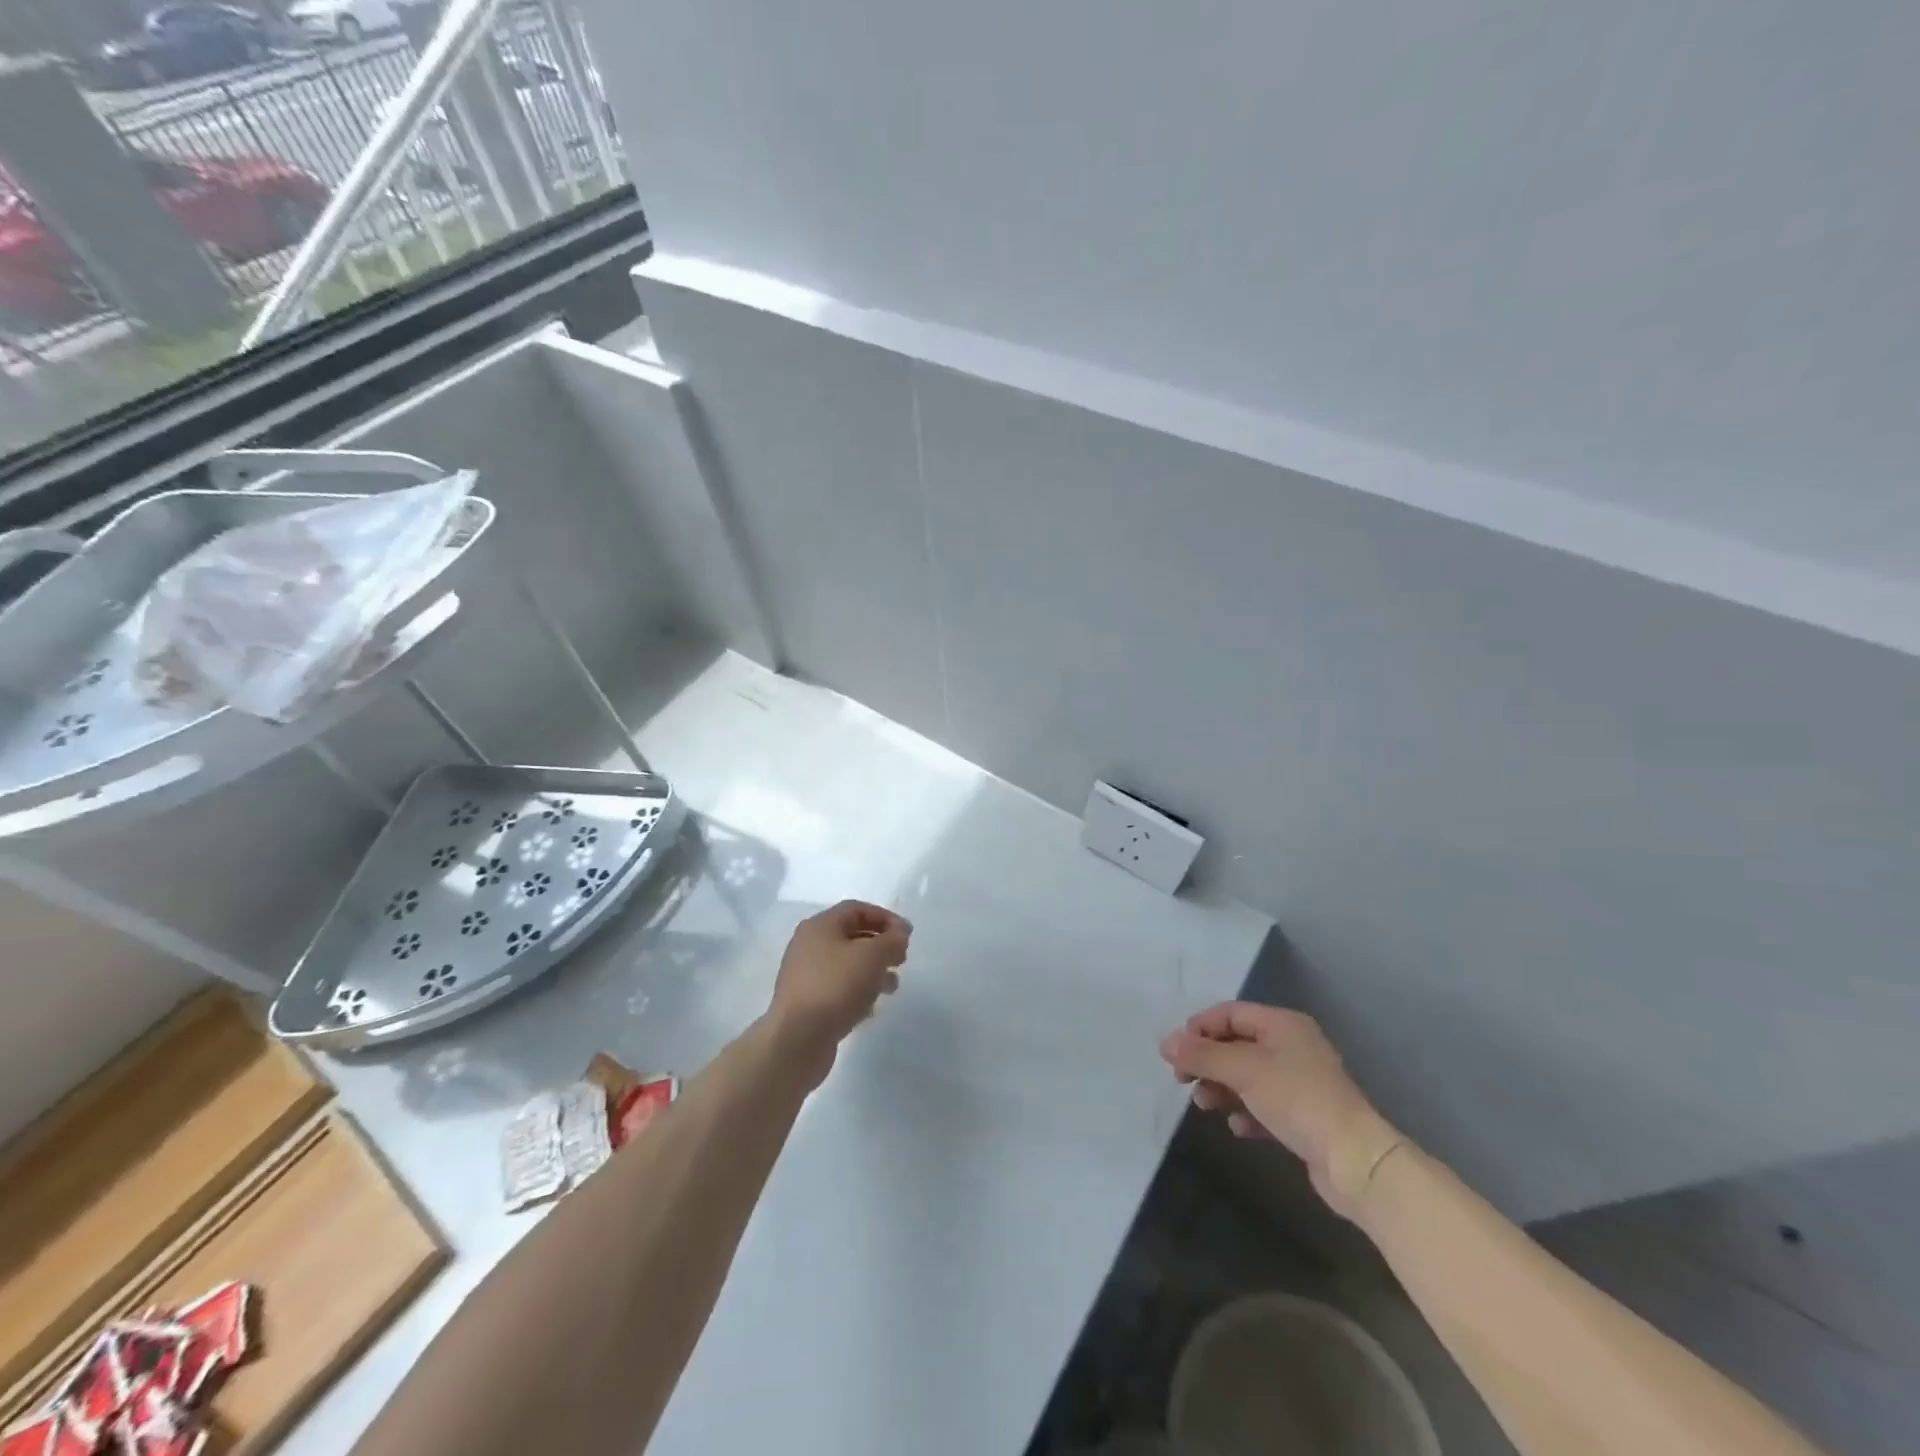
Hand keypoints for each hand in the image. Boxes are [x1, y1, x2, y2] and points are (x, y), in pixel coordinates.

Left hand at [765, 901, 911, 1078]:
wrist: (797, 1039)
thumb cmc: (836, 987)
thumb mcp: (872, 956)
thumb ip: (892, 940)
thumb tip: (899, 934)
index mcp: (820, 926)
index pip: (857, 909)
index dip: (886, 918)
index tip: (908, 935)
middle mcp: (808, 945)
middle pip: (852, 936)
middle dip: (881, 945)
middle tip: (901, 960)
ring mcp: (805, 975)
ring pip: (846, 964)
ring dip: (873, 971)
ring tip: (891, 987)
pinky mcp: (807, 1002)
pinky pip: (838, 988)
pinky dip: (858, 992)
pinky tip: (871, 1008)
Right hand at [1160, 1003, 1401, 1218]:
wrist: (1355, 1161)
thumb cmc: (1296, 1099)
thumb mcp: (1242, 1070)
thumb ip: (1201, 1055)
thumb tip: (1165, 1042)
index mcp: (1282, 1024)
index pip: (1229, 1013)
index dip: (1199, 1028)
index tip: (1176, 1053)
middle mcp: (1292, 1046)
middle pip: (1236, 1044)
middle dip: (1208, 1061)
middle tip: (1183, 1080)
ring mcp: (1300, 1082)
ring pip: (1248, 1076)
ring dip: (1222, 1087)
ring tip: (1205, 1105)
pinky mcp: (1305, 1117)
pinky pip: (1264, 1105)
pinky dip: (1246, 1111)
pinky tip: (1238, 1127)